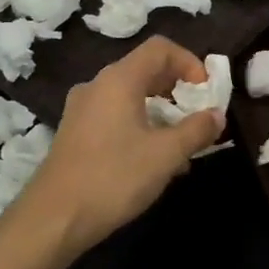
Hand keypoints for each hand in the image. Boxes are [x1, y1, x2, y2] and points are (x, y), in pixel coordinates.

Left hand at [20, 37, 225, 259]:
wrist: (53, 219)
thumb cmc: (113, 178)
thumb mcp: (166, 155)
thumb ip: (196, 130)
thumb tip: (216, 115)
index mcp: (118, 80)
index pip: (160, 48)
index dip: (189, 62)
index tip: (206, 91)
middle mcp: (97, 86)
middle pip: (144, 69)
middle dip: (177, 89)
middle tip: (198, 115)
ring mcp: (82, 110)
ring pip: (130, 96)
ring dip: (161, 111)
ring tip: (181, 143)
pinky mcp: (75, 133)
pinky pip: (115, 116)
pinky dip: (140, 126)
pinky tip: (153, 161)